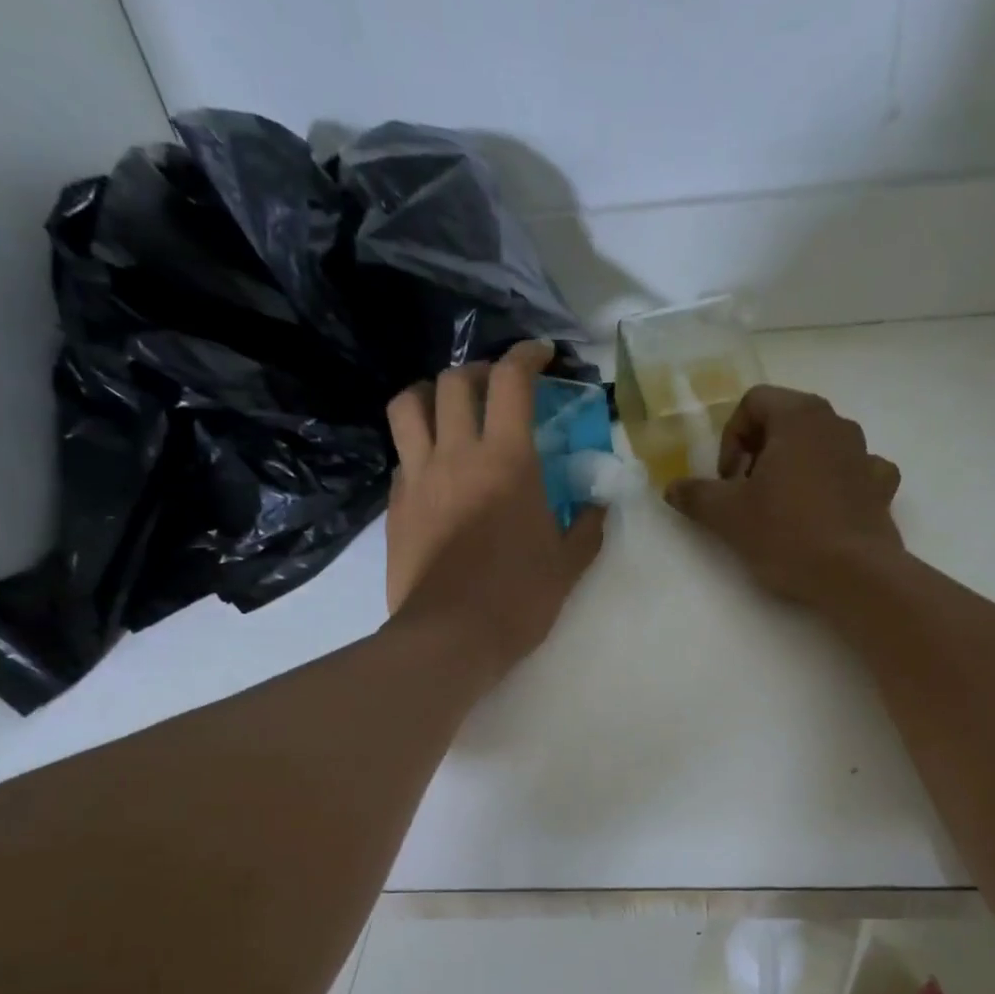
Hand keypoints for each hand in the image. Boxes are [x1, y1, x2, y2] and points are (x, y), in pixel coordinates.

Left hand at [384, 340, 604, 679]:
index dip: (526, 356)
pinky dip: (419, 446)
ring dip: (432, 395)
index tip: (541, 355)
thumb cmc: (518, 600)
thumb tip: (598, 505)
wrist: (450, 638)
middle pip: (455, 381)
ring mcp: (418, 477)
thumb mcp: (568, 566)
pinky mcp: (396, 504)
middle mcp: (457, 455)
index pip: (511, 382)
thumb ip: (587, 527)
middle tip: (497, 389)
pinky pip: (402, 455)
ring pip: (410, 405)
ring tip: (451, 411)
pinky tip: (436, 471)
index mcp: (508, 462)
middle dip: (479, 371)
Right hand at [664, 385, 902, 607]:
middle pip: (786, 421)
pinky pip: (852, 472)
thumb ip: (696, 495)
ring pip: (818, 446)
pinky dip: (833, 485)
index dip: (731, 439)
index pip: (754, 402)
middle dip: (759, 453)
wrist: (854, 575)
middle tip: (746, 494)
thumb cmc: (786, 533)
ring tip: (781, 508)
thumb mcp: (727, 516)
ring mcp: (864, 453)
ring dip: (794, 467)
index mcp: (799, 416)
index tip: (727, 480)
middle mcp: (836, 423)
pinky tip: (823, 512)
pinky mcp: (881, 487)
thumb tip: (672, 488)